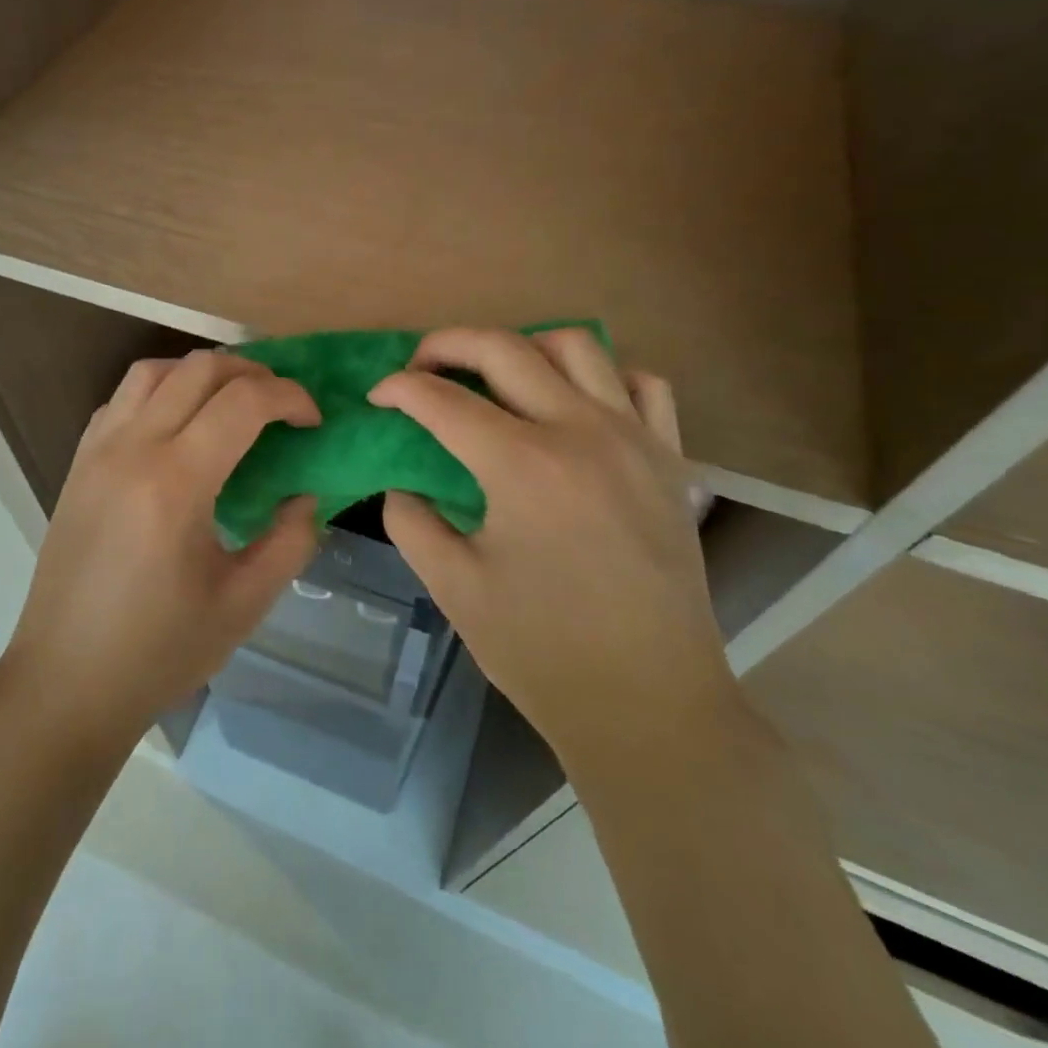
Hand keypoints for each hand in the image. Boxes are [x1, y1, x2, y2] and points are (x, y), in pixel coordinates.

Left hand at [0, 350, 321, 750]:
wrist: (65, 683)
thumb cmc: (158, 651)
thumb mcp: (244, 604)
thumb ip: (289, 541)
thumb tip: (303, 495)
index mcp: (176, 483)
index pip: (243, 401)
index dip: (290, 397)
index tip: (313, 421)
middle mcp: (132, 449)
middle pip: (200, 369)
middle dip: (253, 372)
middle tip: (283, 405)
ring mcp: (97, 451)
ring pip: (154, 370)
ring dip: (203, 372)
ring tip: (232, 402)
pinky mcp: (78, 463)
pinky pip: (122, 398)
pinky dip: (161, 391)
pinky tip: (179, 426)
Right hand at [368, 327, 732, 779]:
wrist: (651, 704)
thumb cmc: (543, 650)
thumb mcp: (453, 586)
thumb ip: (411, 519)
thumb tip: (402, 481)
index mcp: (521, 465)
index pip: (441, 399)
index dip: (398, 389)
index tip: (377, 397)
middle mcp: (580, 431)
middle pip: (503, 348)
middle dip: (447, 344)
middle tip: (420, 367)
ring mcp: (634, 439)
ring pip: (576, 346)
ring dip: (523, 347)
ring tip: (496, 377)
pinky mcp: (670, 459)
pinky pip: (641, 384)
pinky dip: (602, 376)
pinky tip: (576, 404)